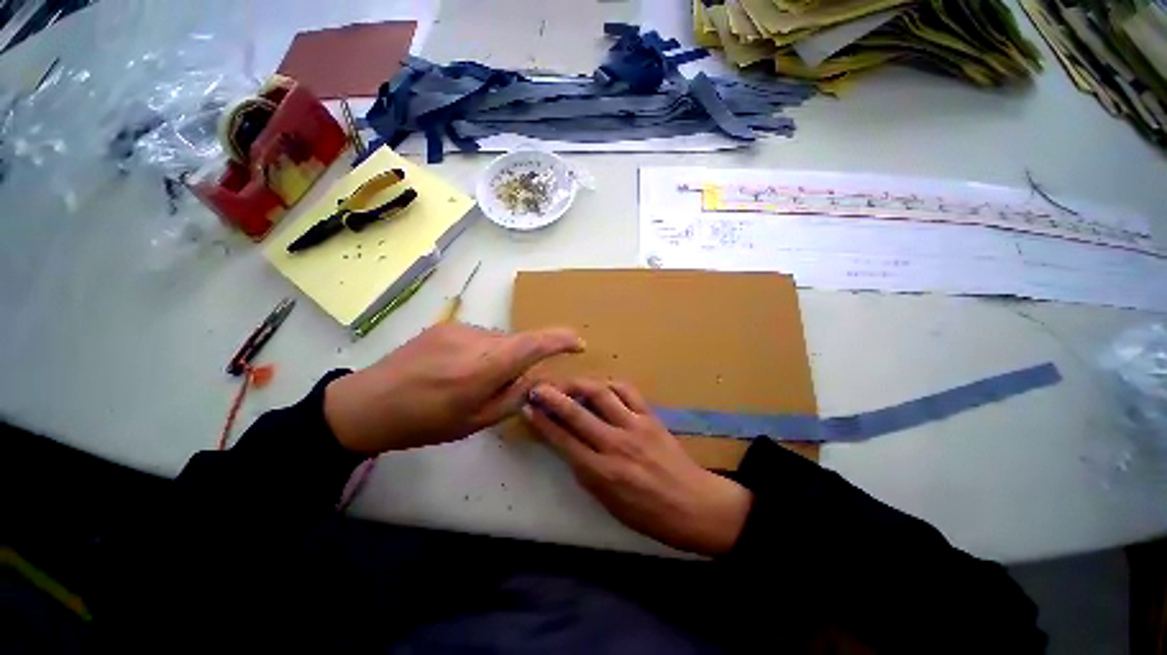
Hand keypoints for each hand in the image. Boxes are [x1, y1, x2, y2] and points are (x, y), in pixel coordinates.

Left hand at [324, 323, 583, 454]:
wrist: (367, 404)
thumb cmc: (424, 422)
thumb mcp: (476, 421)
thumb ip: (512, 397)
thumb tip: (533, 379)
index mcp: (483, 369)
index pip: (533, 345)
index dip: (560, 340)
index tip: (578, 343)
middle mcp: (475, 341)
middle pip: (517, 343)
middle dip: (522, 360)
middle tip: (503, 386)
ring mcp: (458, 329)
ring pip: (498, 340)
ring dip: (499, 357)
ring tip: (472, 380)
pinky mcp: (445, 326)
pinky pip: (479, 337)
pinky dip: (482, 352)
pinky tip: (457, 369)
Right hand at [523, 379, 751, 555]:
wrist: (693, 505)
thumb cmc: (648, 514)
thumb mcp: (608, 502)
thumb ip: (586, 472)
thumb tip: (567, 446)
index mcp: (601, 472)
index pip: (563, 440)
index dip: (542, 422)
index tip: (527, 408)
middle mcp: (615, 444)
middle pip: (577, 413)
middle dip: (553, 397)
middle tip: (537, 387)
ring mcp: (635, 426)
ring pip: (601, 394)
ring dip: (580, 384)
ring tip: (567, 383)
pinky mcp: (650, 417)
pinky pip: (628, 391)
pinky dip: (610, 385)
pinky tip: (601, 386)